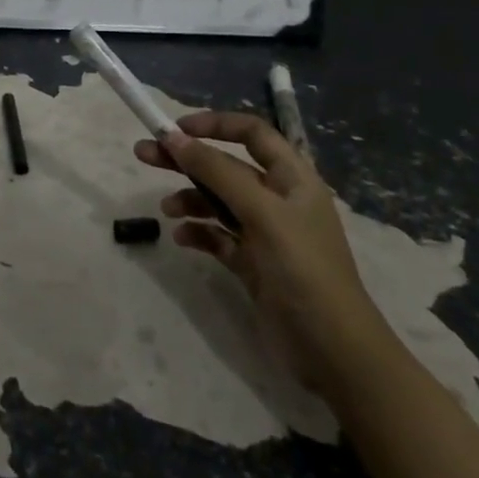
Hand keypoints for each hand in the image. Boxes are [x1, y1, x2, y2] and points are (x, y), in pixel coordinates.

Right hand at [134, 112, 392, 397]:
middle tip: (144, 154)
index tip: (175, 128)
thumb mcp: (261, 213)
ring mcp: (265, 234)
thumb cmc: (303, 270)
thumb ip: (216, 172)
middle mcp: (278, 200)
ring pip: (217, 201)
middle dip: (187, 159)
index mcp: (292, 178)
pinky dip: (198, 232)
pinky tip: (182, 238)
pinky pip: (217, 237)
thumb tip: (172, 137)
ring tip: (166, 209)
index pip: (252, 133)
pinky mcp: (253, 264)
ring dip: (189, 198)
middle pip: (225, 165)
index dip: (215, 124)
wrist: (334, 353)